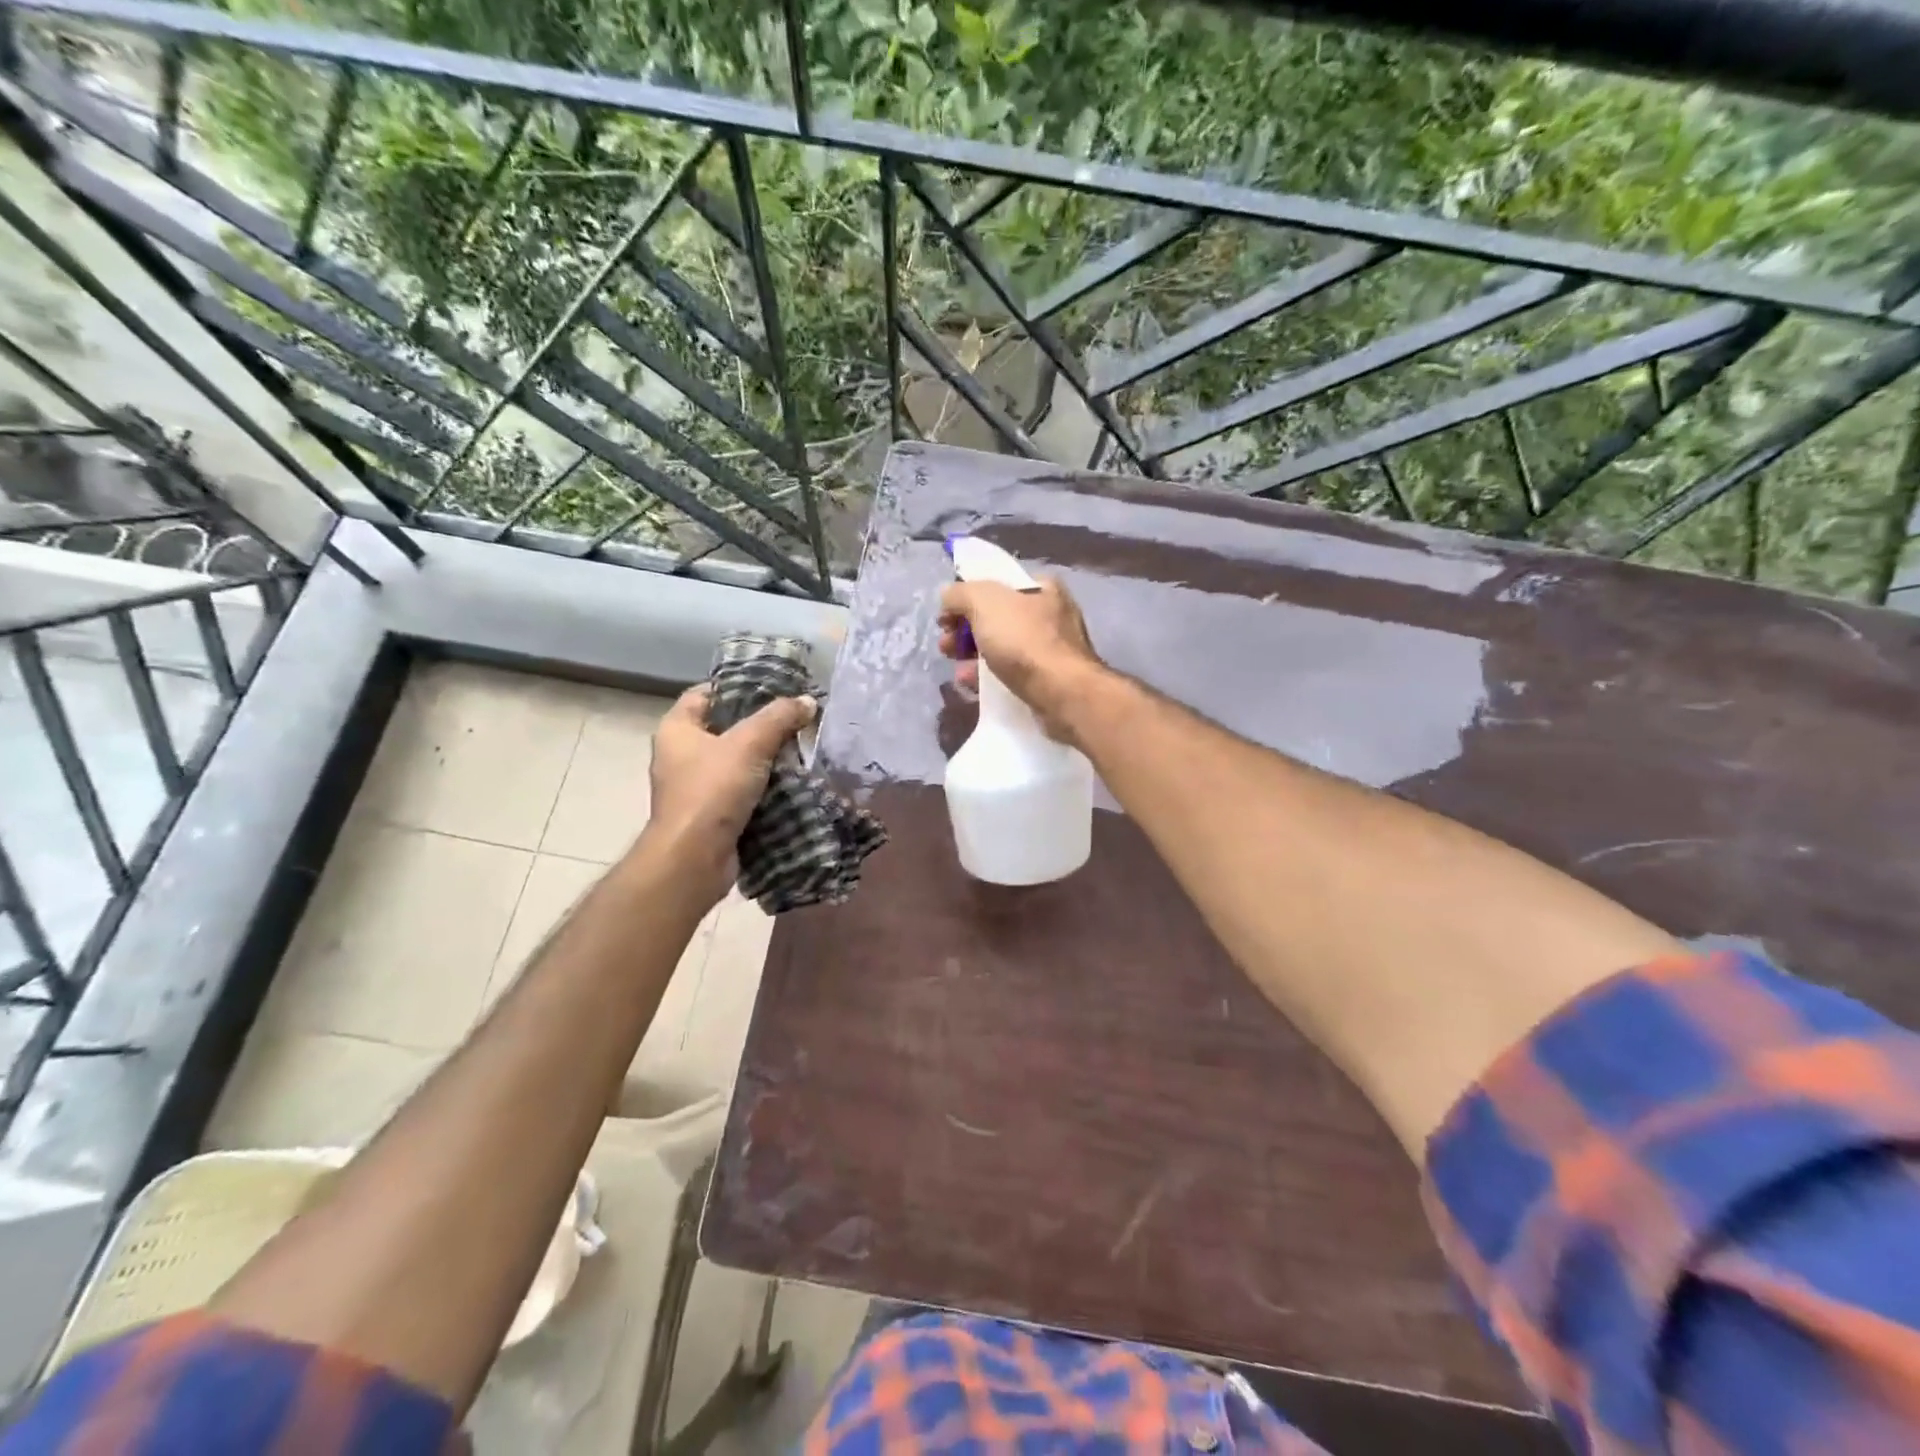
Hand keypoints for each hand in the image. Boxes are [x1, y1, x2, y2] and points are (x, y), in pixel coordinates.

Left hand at [639, 684, 814, 903]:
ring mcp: (694, 787)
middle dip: (759, 724)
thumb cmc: (713, 789)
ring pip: (736, 761)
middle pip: (724, 728)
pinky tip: (792, 781)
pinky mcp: (711, 814)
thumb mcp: (750, 743)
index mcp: (677, 729)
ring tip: (801, 747)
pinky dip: (763, 786)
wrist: (695, 857)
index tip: (772, 688)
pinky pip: (741, 790)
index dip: (736, 686)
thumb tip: (807, 701)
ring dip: (765, 758)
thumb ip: (779, 717)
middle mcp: (680, 754)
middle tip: (795, 718)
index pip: (705, 694)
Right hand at [938, 577, 1106, 740]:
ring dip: (971, 657)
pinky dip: (988, 677)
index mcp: (1041, 586)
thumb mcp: (984, 602)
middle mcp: (1049, 613)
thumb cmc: (1025, 641)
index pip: (995, 583)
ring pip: (1000, 647)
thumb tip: (948, 597)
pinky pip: (1009, 673)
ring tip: (956, 669)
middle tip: (946, 646)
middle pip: (994, 617)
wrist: (1062, 694)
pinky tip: (971, 685)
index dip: (965, 597)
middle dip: (964, 631)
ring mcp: (1050, 649)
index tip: (946, 618)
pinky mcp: (1046, 680)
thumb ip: (960, 593)